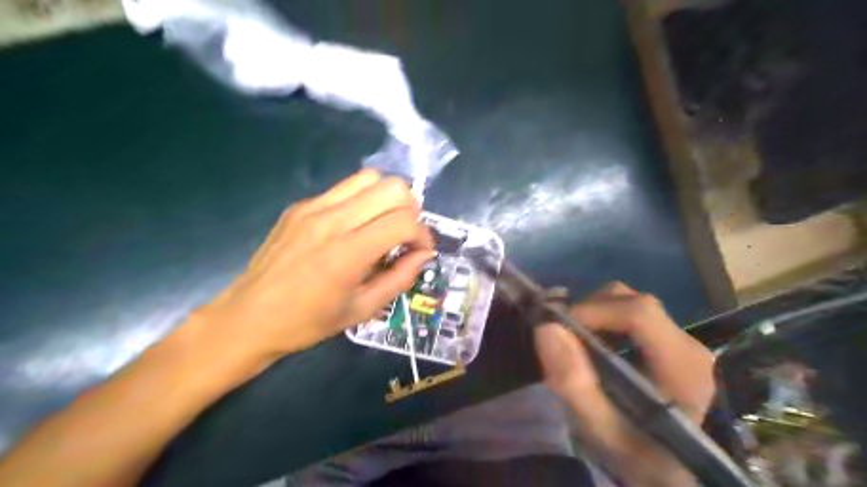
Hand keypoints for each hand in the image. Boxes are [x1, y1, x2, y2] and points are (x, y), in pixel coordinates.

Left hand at [173, 169, 433, 385]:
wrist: (248, 317)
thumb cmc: (308, 322)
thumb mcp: (363, 309)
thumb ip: (400, 278)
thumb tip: (424, 254)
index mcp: (347, 253)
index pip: (403, 221)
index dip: (423, 234)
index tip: (422, 250)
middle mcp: (332, 220)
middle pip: (392, 188)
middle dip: (411, 209)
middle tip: (406, 235)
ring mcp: (313, 207)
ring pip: (370, 178)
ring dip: (387, 199)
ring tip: (384, 224)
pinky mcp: (300, 205)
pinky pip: (344, 189)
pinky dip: (362, 201)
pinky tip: (354, 226)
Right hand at [540, 283, 713, 484]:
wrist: (665, 472)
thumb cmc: (636, 455)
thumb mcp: (599, 429)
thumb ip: (573, 383)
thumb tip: (547, 327)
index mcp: (682, 365)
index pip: (639, 313)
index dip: (593, 311)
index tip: (559, 327)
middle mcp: (688, 344)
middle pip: (634, 301)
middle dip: (590, 311)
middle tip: (564, 337)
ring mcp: (680, 341)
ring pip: (630, 302)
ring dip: (595, 314)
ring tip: (577, 342)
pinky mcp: (668, 342)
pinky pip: (629, 313)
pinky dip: (603, 319)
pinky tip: (593, 344)